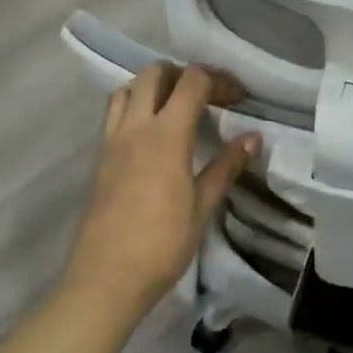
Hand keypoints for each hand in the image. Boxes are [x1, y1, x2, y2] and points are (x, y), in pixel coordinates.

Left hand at [62, 62, 258, 327]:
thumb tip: (254, 137)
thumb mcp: (202, 206)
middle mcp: (136, 126)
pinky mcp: (99, 157)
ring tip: (176, 108)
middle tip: (207, 97)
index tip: (237, 98)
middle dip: (184, 74)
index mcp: (166, 134)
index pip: (192, 81)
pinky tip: (151, 133)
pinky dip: (134, 105)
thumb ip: (226, 166)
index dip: (218, 80)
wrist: (104, 280)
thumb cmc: (161, 245)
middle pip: (156, 72)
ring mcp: (112, 140)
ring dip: (154, 86)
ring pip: (129, 88)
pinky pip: (114, 112)